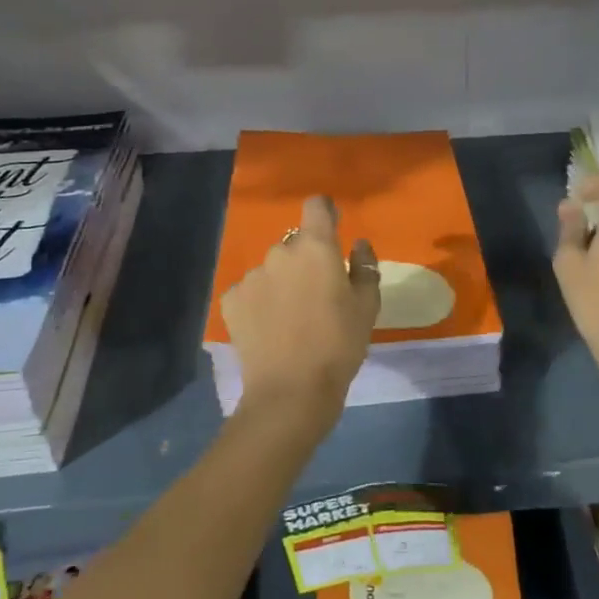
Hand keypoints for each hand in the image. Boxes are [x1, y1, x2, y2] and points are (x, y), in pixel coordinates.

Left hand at [219, 195, 378, 431]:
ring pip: (272, 268)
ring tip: (291, 317)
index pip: (316, 206)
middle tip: (318, 293)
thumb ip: (365, 266)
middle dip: (306, 260)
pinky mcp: (231, 300)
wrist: (291, 392)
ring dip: (282, 281)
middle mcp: (280, 252)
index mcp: (316, 247)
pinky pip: (250, 291)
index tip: (333, 227)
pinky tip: (269, 328)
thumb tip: (357, 244)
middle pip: (295, 243)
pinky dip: (260, 302)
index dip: (325, 213)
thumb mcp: (367, 307)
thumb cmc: (338, 345)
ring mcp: (251, 275)